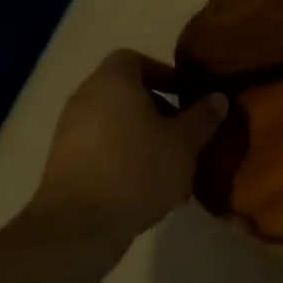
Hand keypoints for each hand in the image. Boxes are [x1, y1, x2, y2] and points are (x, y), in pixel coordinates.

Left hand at [35, 50, 228, 235]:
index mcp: (112, 82)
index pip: (134, 59)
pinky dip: (125, 161)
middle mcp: (85, 99)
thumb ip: (203, 117)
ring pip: (116, 126)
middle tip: (184, 135)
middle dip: (159, 113)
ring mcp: (69, 133)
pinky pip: (102, 151)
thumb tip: (218, 98)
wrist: (80, 224)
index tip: (185, 96)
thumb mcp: (184, 142)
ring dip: (144, 141)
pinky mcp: (64, 165)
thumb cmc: (138, 168)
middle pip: (126, 95)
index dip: (162, 73)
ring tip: (173, 170)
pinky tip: (149, 190)